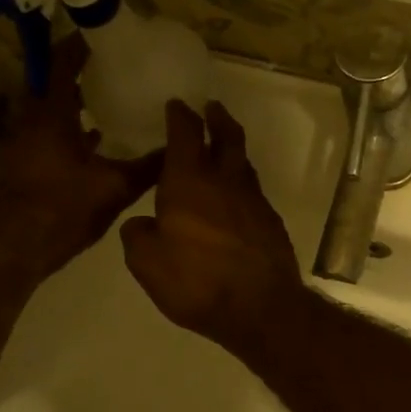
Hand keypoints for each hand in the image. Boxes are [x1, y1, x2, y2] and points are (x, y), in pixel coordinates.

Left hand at [0, 37, 161, 276]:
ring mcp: (25, 142)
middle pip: (51, 82)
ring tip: (106, 93)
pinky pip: (47, 129)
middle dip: (77, 68)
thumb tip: (180, 148)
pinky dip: (68, 123)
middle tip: (110, 63)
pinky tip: (93, 136)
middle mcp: (32, 121)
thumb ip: (149, 166)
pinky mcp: (25, 161)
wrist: (19, 248)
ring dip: (72, 97)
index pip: (61, 65)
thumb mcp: (116, 187)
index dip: (79, 45)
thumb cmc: (65, 209)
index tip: (102, 33)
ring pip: (49, 107)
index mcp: (51, 116)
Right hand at [121, 100, 305, 354]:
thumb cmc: (196, 281)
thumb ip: (139, 235)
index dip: (180, 116)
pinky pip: (253, 192)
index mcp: (190, 181)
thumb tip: (143, 223)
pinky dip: (241, 185)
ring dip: (232, 150)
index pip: (185, 134)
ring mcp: (254, 201)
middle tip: (212, 108)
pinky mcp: (271, 223)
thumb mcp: (147, 262)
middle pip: (227, 138)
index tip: (177, 105)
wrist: (261, 306)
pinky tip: (234, 198)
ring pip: (243, 164)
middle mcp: (226, 181)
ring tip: (222, 149)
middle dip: (217, 119)